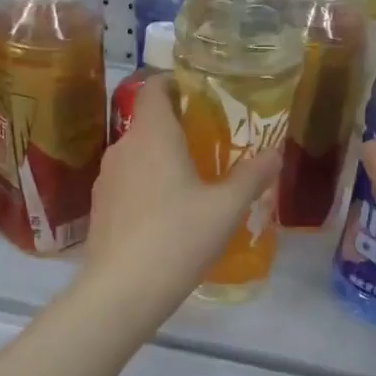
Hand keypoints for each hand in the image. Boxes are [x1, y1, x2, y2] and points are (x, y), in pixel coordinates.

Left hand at [78, 76, 279, 328]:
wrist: (121, 292)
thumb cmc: (178, 238)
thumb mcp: (226, 208)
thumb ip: (252, 176)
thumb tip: (275, 153)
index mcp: (152, 135)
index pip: (154, 88)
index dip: (174, 83)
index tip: (201, 93)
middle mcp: (123, 148)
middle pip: (148, 122)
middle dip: (178, 127)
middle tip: (212, 142)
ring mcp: (106, 179)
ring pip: (138, 154)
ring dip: (162, 158)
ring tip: (194, 179)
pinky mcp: (100, 208)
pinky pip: (128, 182)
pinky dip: (148, 184)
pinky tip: (168, 213)